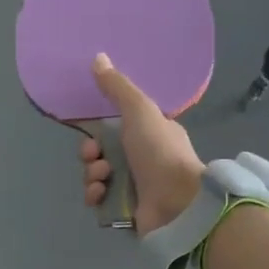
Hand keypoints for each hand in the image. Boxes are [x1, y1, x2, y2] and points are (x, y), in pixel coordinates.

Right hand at [79, 52, 206, 232]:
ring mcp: (136, 187)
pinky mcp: (128, 211)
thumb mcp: (140, 111)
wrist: (178, 203)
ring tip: (102, 180)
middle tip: (96, 158)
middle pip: (101, 153)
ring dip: (92, 176)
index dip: (97, 131)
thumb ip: (118, 88)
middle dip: (91, 154)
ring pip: (98, 177)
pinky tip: (100, 195)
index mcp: (150, 134)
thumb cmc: (160, 153)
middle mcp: (143, 160)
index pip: (115, 129)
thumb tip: (98, 57)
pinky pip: (101, 200)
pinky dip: (96, 197)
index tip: (91, 134)